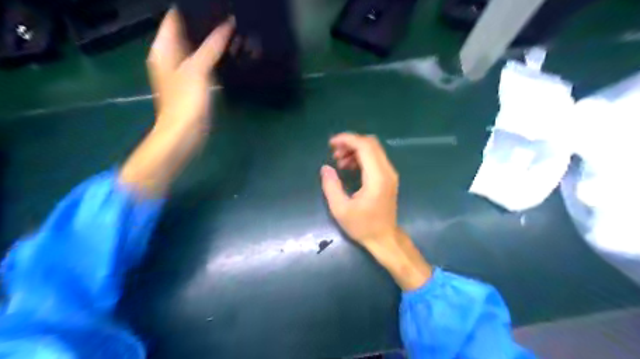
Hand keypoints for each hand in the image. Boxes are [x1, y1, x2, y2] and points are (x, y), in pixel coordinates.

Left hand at [119, 11, 232, 197]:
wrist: (183, 134)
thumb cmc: (185, 102)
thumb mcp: (198, 70)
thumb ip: (211, 46)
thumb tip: (227, 23)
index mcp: (163, 48)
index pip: (174, 17)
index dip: (190, 8)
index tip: (212, 4)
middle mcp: (169, 55)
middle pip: (185, 30)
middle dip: (203, 22)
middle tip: (225, 14)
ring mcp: (180, 69)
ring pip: (195, 46)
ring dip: (209, 39)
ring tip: (230, 29)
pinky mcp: (191, 82)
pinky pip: (202, 60)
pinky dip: (212, 55)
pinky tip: (226, 52)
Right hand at [320, 134, 398, 247]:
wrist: (384, 238)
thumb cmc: (362, 226)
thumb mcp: (341, 209)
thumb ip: (331, 186)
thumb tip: (325, 168)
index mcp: (377, 178)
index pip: (365, 146)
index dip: (347, 139)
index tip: (331, 144)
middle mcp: (387, 171)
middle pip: (371, 143)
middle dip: (350, 143)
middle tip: (334, 153)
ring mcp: (390, 174)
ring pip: (373, 149)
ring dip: (355, 150)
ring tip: (339, 161)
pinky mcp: (388, 177)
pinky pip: (375, 158)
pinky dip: (361, 157)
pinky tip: (349, 167)